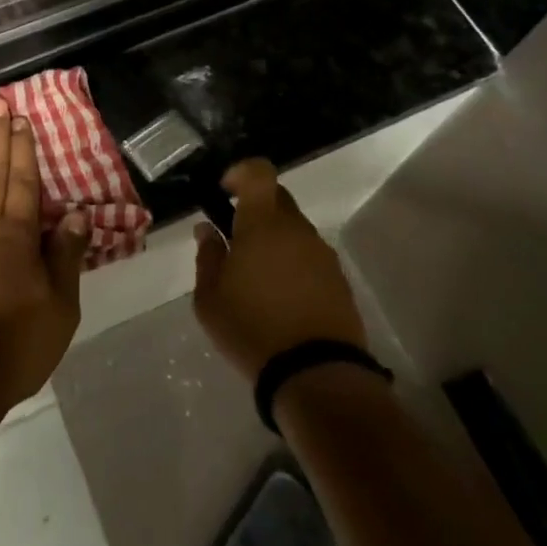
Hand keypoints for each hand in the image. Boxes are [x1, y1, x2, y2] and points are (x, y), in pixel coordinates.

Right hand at [192, 158, 366, 380]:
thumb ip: (208, 256)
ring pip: (294, 229)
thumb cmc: (252, 329)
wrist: (316, 374)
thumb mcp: (209, 298)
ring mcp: (322, 253)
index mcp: (263, 223)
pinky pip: (309, 256)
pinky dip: (293, 264)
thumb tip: (208, 230)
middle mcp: (297, 229)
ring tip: (256, 278)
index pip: (259, 172)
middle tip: (235, 241)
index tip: (224, 191)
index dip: (240, 172)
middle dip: (255, 209)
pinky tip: (281, 298)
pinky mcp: (339, 279)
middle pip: (277, 198)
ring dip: (274, 240)